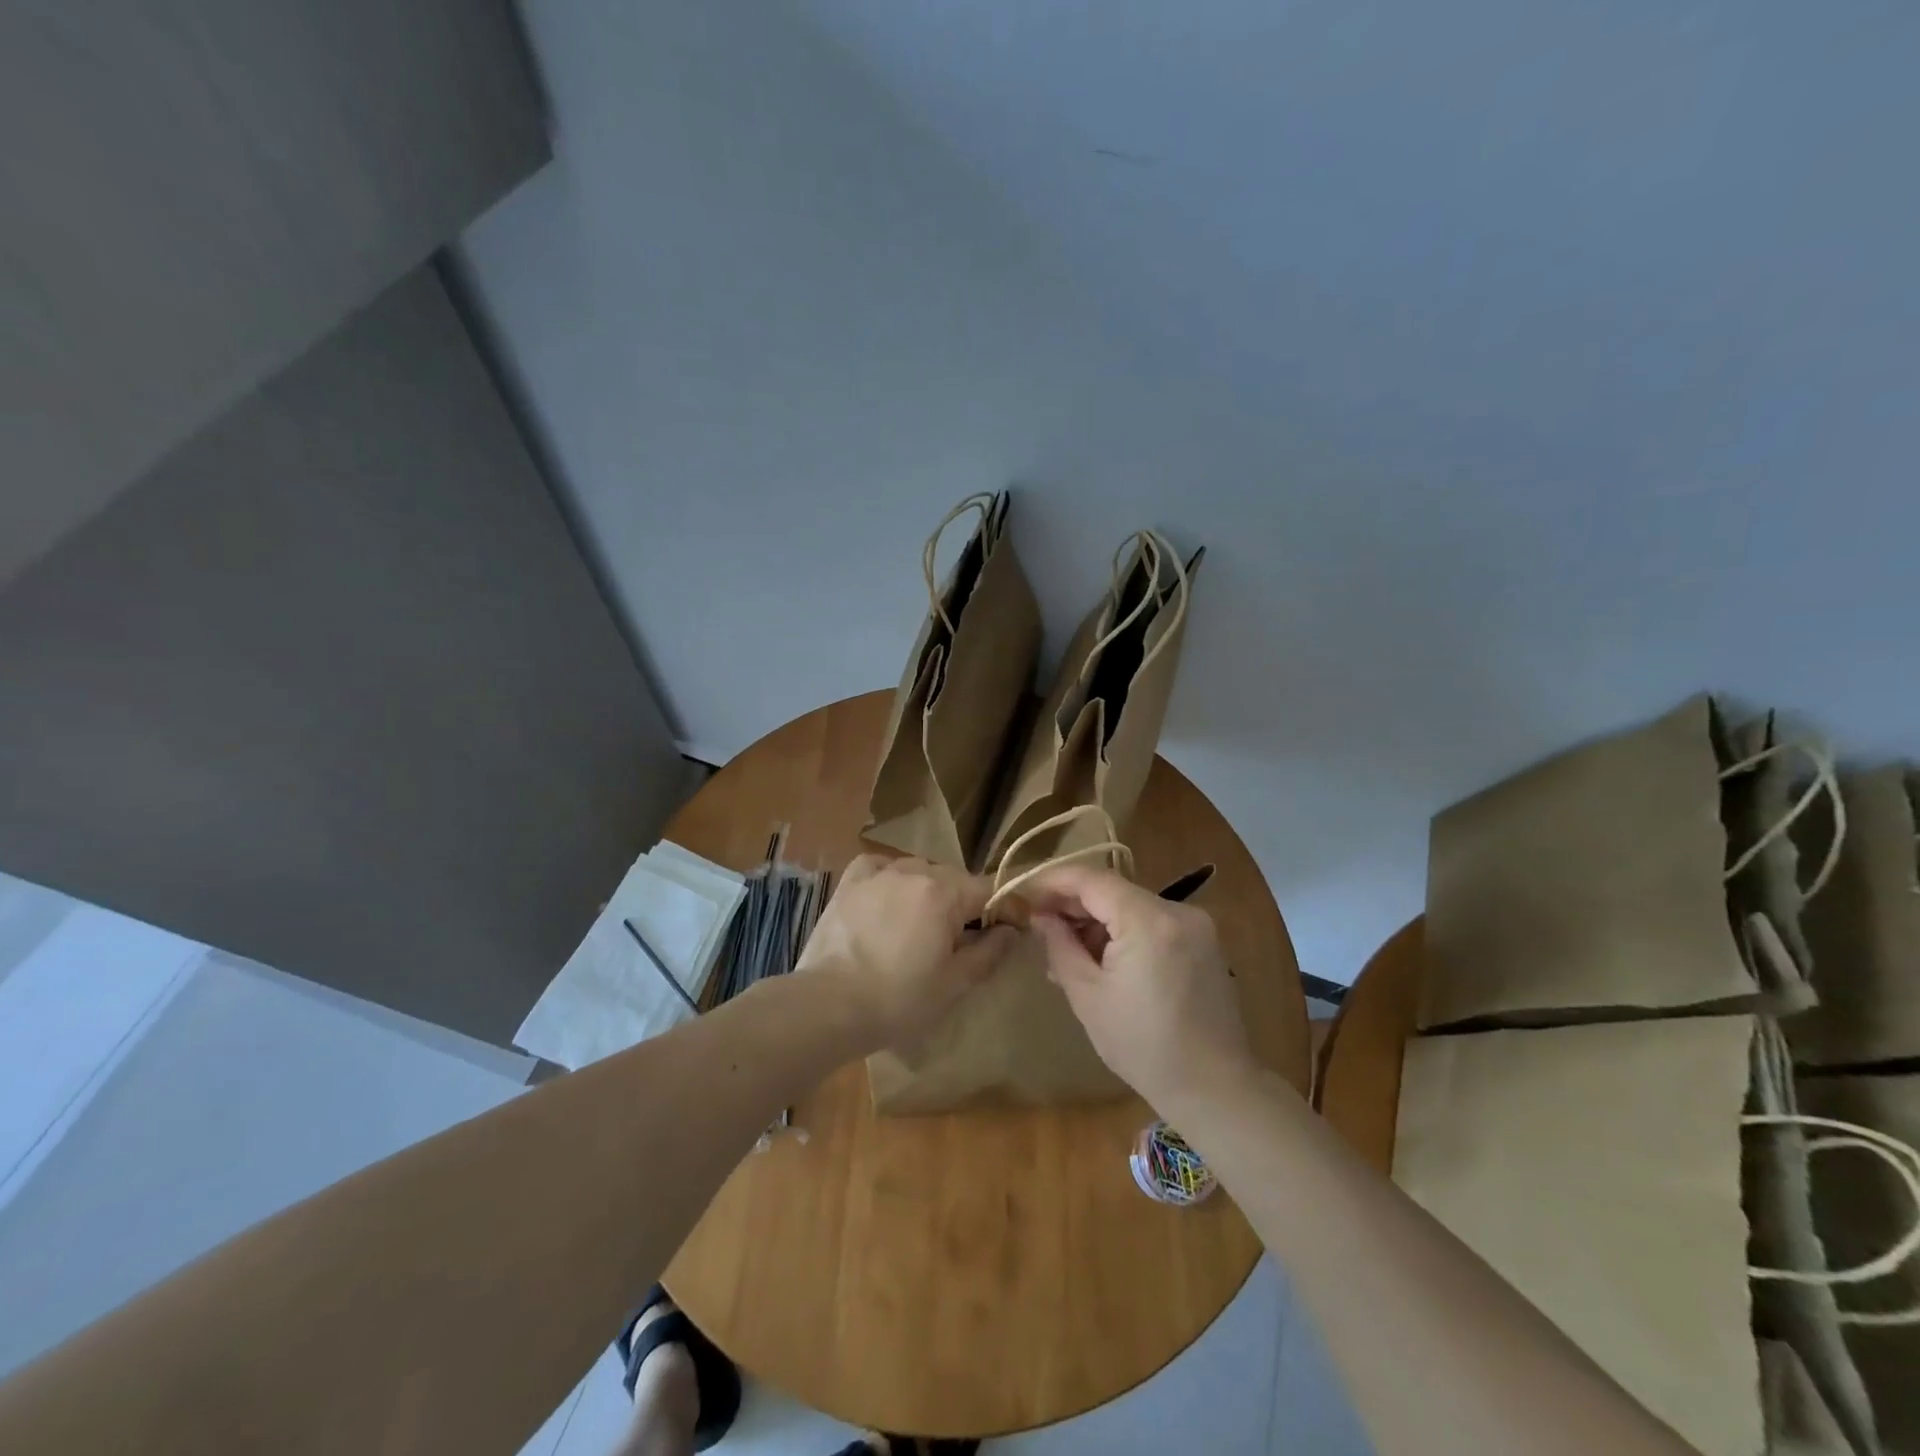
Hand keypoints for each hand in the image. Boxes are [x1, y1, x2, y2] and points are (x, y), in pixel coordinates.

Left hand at [797, 854, 1016, 1050]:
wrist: (828, 1005)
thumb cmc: (898, 1000)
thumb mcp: (955, 984)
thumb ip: (989, 952)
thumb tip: (1010, 930)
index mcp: (944, 893)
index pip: (990, 889)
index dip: (1006, 908)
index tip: (1013, 929)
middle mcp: (914, 871)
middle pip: (955, 879)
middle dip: (966, 903)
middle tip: (964, 939)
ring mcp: (878, 873)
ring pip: (919, 871)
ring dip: (930, 891)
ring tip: (922, 925)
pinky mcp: (850, 882)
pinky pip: (880, 866)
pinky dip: (891, 877)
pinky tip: (889, 897)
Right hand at [1025, 864, 1257, 1110]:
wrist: (1214, 1088)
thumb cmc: (1143, 1046)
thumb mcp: (1087, 995)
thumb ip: (1060, 945)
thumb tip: (1040, 916)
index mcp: (1148, 921)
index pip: (1092, 879)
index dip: (1054, 881)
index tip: (1025, 893)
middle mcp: (1177, 910)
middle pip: (1114, 890)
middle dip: (1074, 903)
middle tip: (1039, 924)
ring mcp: (1196, 925)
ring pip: (1132, 905)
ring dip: (1098, 920)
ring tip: (1066, 949)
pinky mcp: (1204, 942)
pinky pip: (1153, 922)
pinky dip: (1124, 932)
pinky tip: (1102, 958)